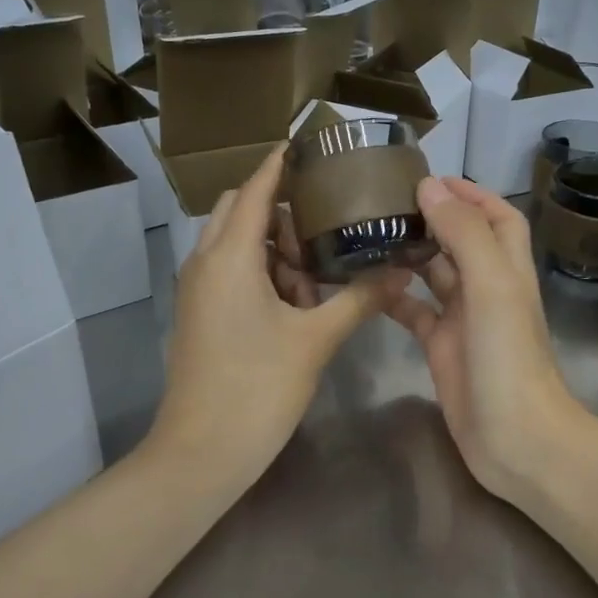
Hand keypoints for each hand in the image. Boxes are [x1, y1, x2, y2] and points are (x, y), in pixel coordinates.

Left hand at [151, 144, 407, 490]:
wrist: (202, 452)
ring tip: (315, 275)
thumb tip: (400, 272)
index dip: (277, 165)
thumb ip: (359, 300)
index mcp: (229, 257)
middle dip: (277, 211)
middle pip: (237, 211)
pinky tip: (295, 304)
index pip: (253, 190)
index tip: (304, 144)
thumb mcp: (315, 339)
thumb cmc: (258, 388)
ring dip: (270, 248)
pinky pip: (228, 274)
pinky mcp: (199, 315)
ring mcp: (197, 291)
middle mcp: (205, 263)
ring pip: (233, 245)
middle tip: (322, 225)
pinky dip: (259, 274)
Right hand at [385, 176, 591, 505]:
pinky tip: (366, 285)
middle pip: (461, 241)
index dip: (472, 194)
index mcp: (507, 269)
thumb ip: (463, 234)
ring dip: (409, 254)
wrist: (516, 439)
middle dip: (432, 218)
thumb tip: (430, 187)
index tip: (430, 178)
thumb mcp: (491, 285)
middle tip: (384, 202)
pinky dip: (395, 297)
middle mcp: (487, 289)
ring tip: (368, 233)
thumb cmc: (509, 358)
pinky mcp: (442, 349)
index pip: (497, 217)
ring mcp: (464, 321)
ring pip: (434, 275)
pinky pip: (415, 313)